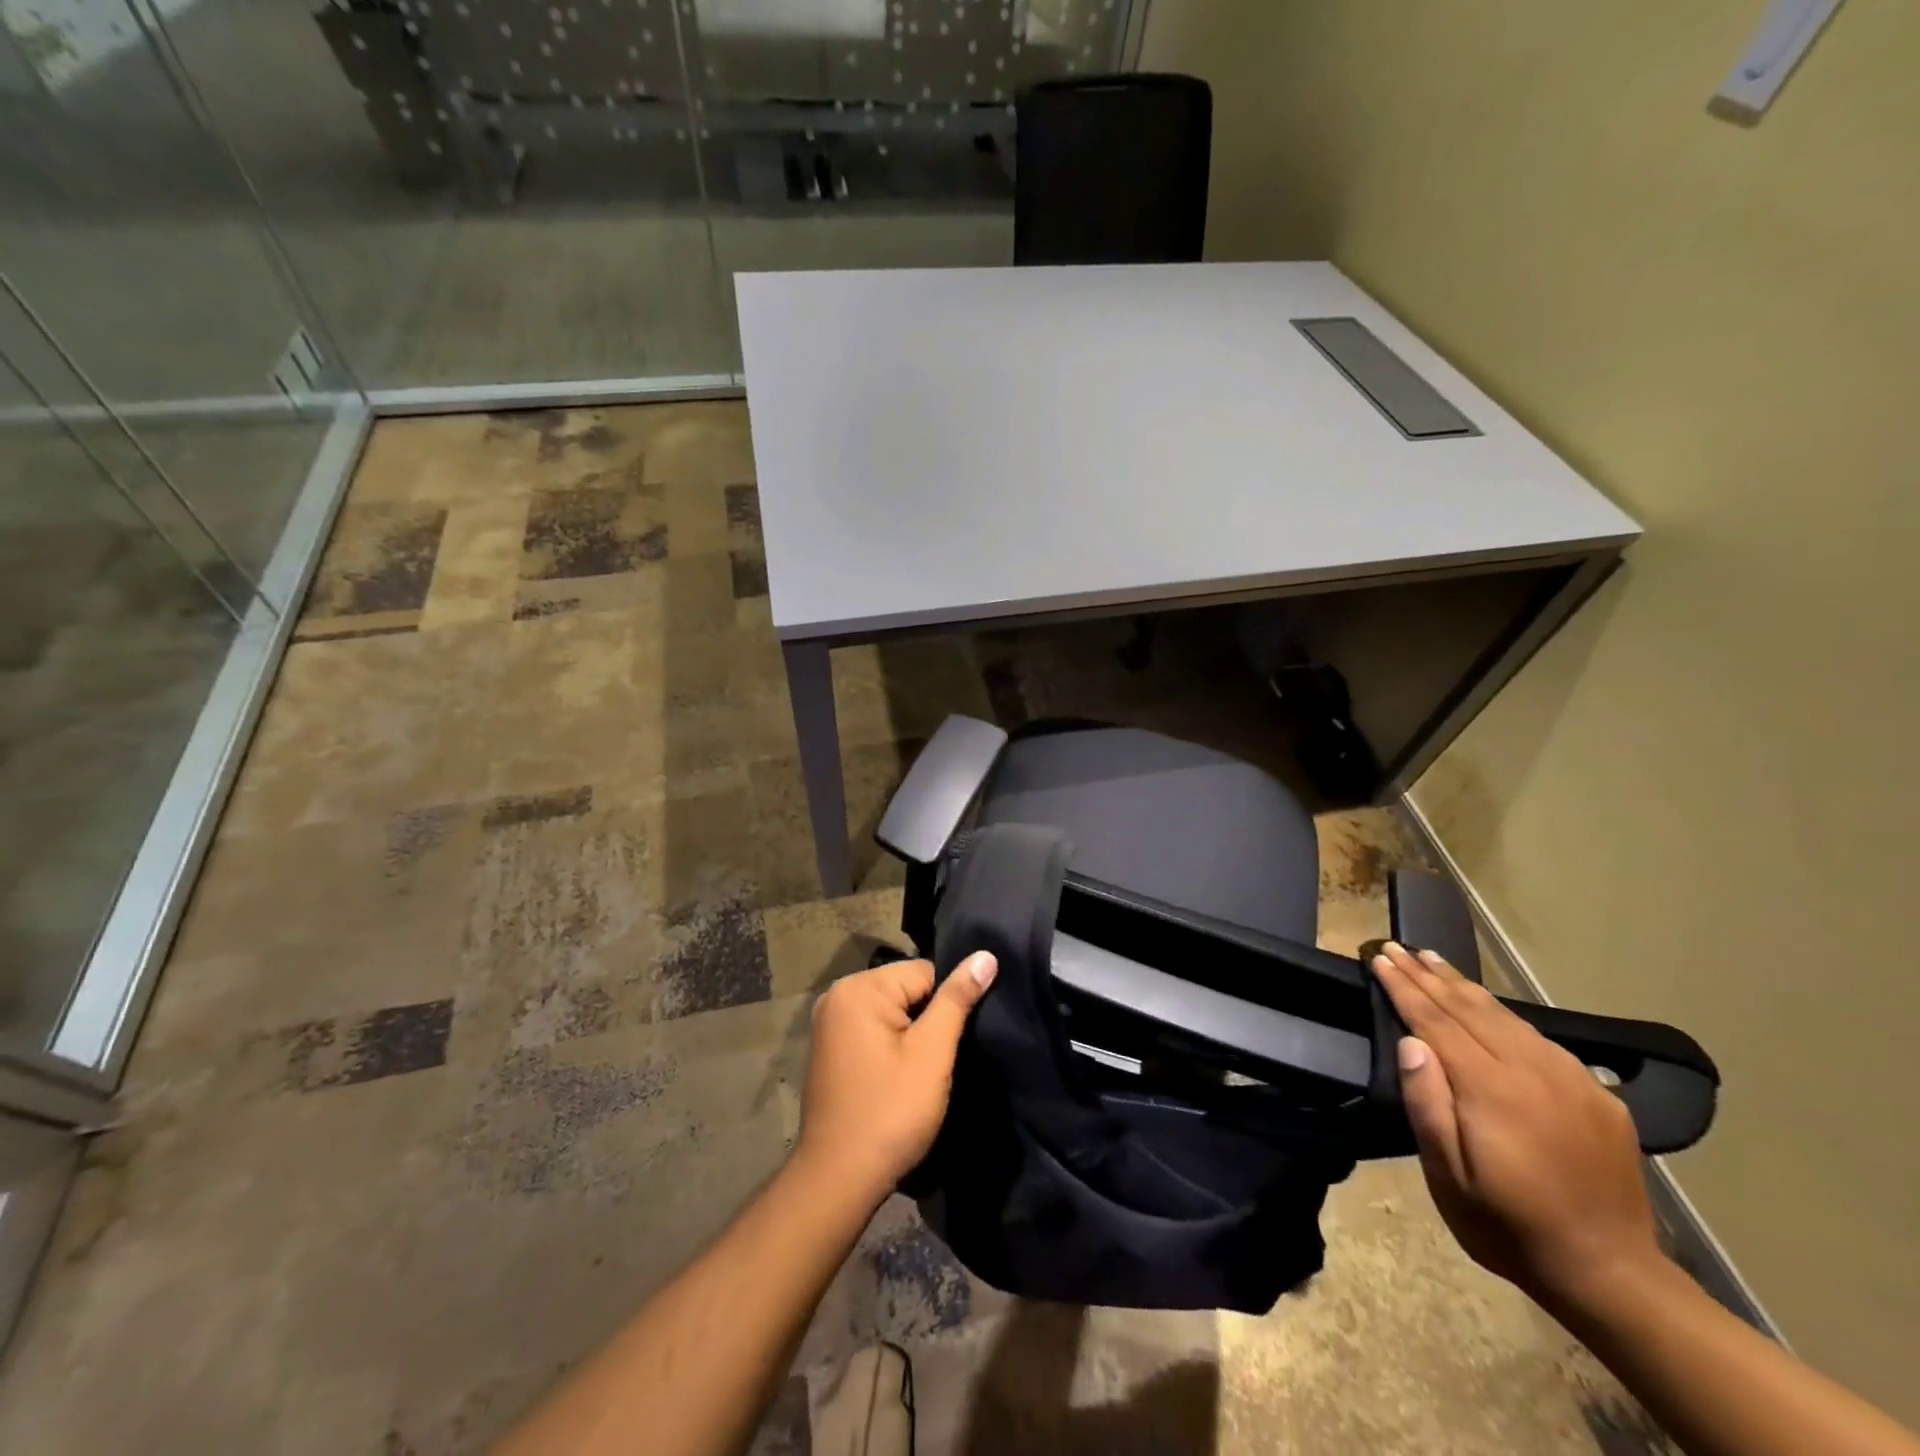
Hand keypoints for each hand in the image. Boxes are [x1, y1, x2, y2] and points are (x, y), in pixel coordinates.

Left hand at [795, 953, 997, 1205]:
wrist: (838, 1179)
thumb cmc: (890, 1112)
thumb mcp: (932, 1053)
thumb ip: (957, 999)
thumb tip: (986, 955)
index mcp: (859, 988)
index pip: (925, 973)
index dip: (946, 1007)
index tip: (949, 1046)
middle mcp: (838, 994)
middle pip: (907, 989)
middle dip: (928, 1021)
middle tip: (935, 1063)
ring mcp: (829, 1022)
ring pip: (893, 1011)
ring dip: (911, 1036)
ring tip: (918, 1074)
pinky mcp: (829, 1047)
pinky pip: (874, 1029)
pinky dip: (891, 1047)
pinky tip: (896, 1078)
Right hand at [1370, 942, 1663, 1308]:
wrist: (1613, 1276)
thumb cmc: (1509, 1227)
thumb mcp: (1449, 1178)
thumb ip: (1429, 1106)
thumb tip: (1411, 1043)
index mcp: (1492, 1089)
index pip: (1436, 1020)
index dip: (1404, 987)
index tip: (1379, 958)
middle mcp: (1533, 1071)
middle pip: (1470, 1008)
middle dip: (1428, 975)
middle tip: (1397, 946)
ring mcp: (1571, 1080)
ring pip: (1506, 1016)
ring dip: (1463, 985)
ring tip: (1433, 960)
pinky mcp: (1597, 1095)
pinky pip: (1540, 1039)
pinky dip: (1504, 1013)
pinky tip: (1490, 1006)